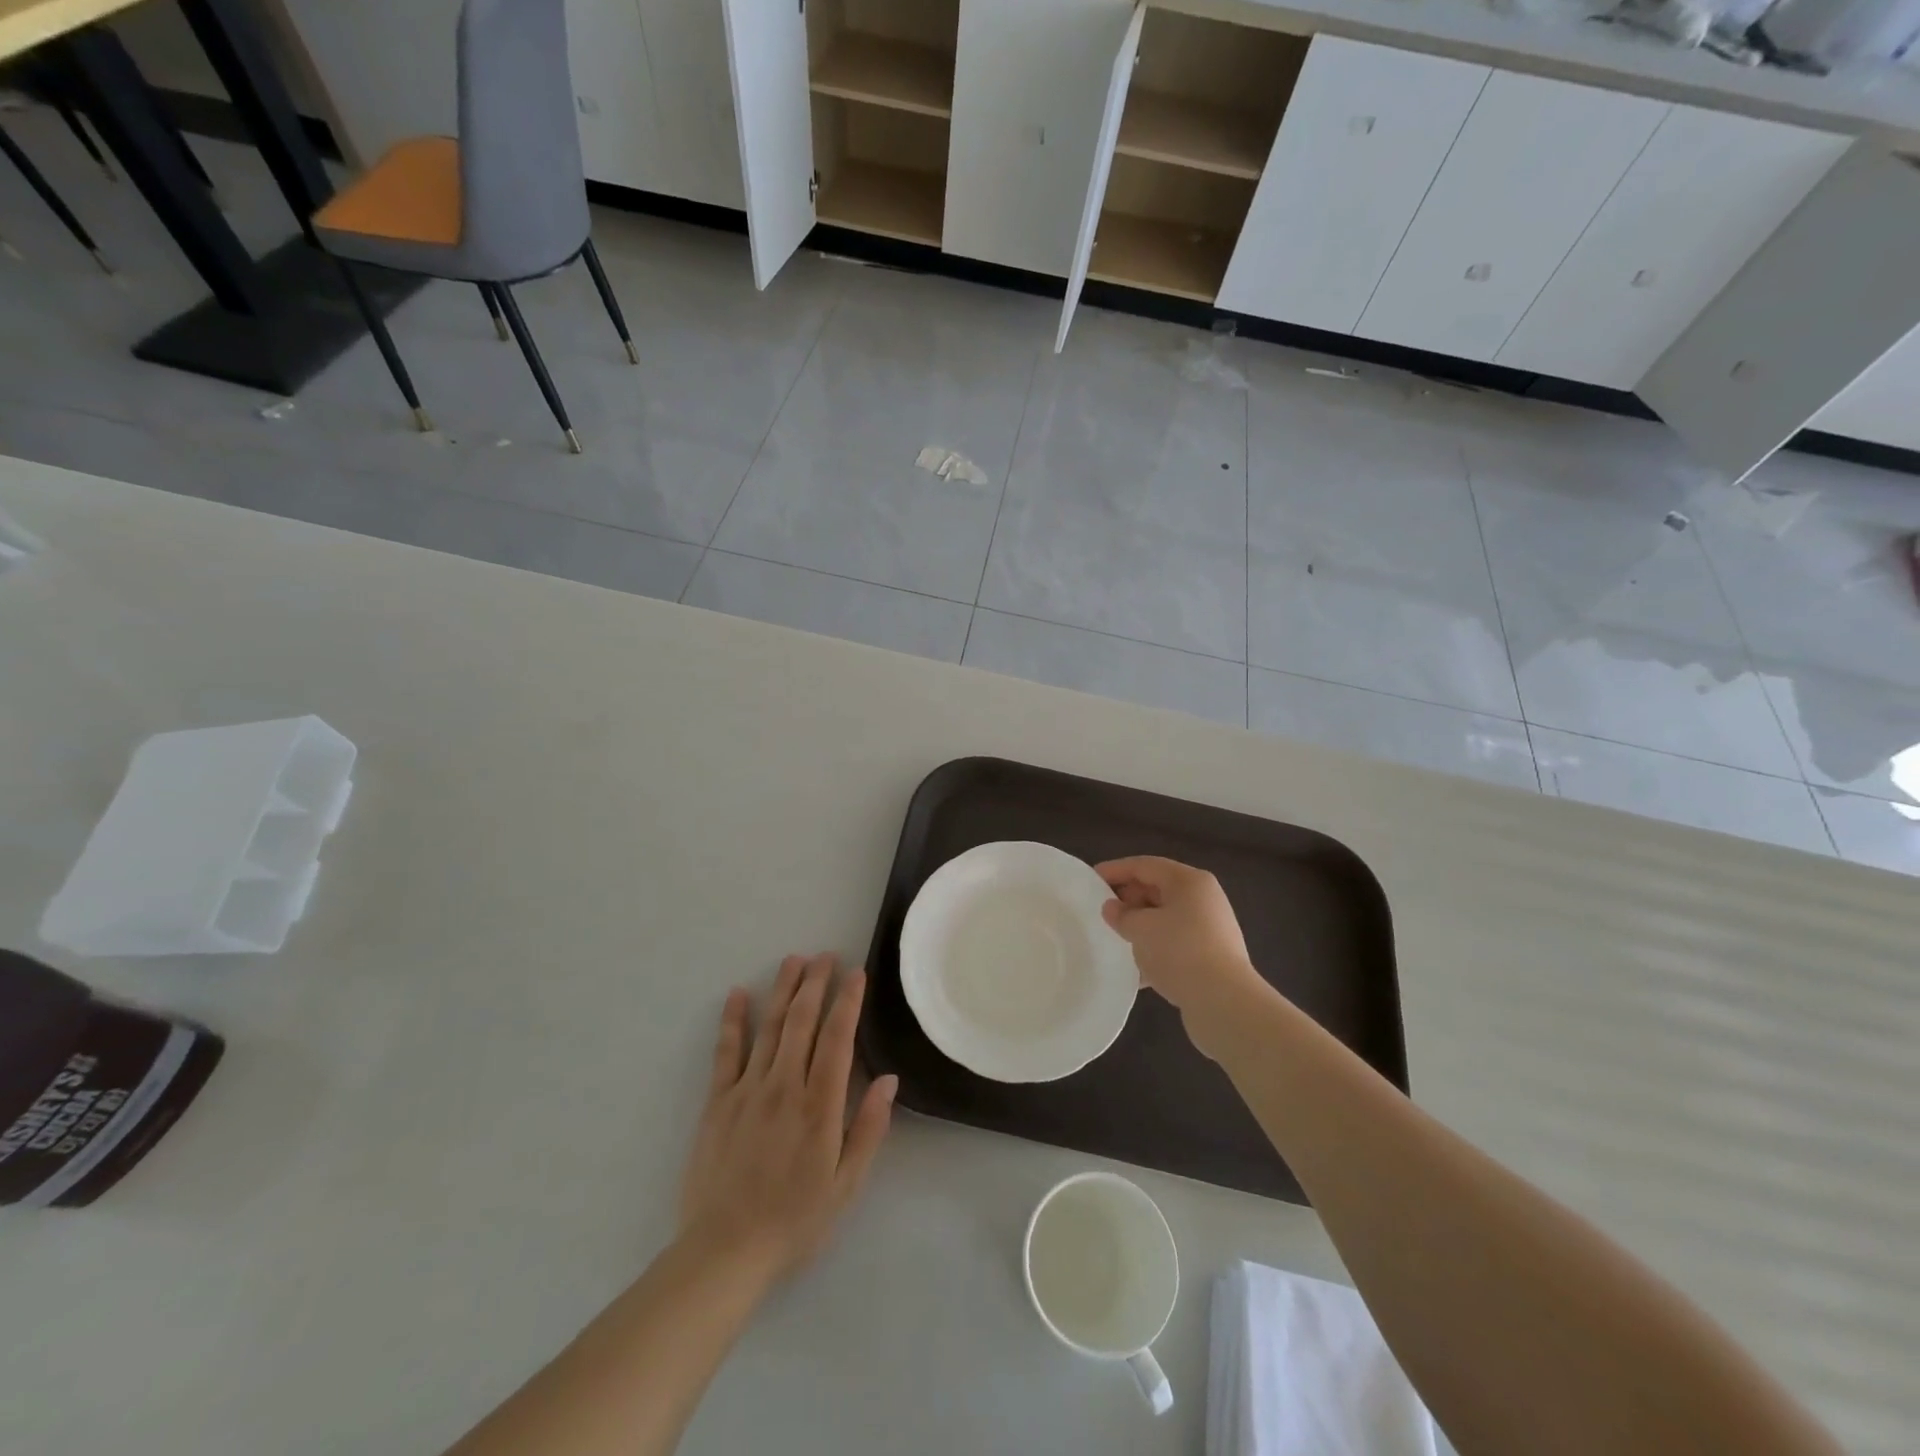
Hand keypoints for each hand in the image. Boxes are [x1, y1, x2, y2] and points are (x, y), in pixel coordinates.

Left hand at [677, 954, 896, 1287]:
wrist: (725, 1251)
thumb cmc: (795, 1220)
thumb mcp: (846, 1185)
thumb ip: (868, 1128)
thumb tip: (889, 1079)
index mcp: (820, 1105)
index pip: (837, 1039)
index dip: (848, 1002)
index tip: (856, 973)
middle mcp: (784, 1086)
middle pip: (801, 1022)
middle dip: (815, 984)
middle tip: (825, 956)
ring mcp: (747, 1090)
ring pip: (768, 1028)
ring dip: (782, 990)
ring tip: (793, 960)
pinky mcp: (717, 1102)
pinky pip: (725, 1053)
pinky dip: (732, 1021)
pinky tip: (738, 994)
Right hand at [1096, 857, 1266, 1053]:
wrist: (1224, 1003)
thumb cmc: (1179, 952)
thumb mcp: (1140, 928)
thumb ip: (1121, 914)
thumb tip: (1112, 908)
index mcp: (1189, 881)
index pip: (1145, 865)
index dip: (1115, 870)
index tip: (1090, 879)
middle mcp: (1204, 899)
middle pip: (1158, 889)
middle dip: (1129, 899)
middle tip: (1103, 913)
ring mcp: (1211, 928)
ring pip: (1166, 918)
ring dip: (1141, 927)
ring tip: (1116, 940)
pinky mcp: (1212, 956)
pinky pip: (1175, 943)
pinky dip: (1156, 949)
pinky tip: (1137, 970)